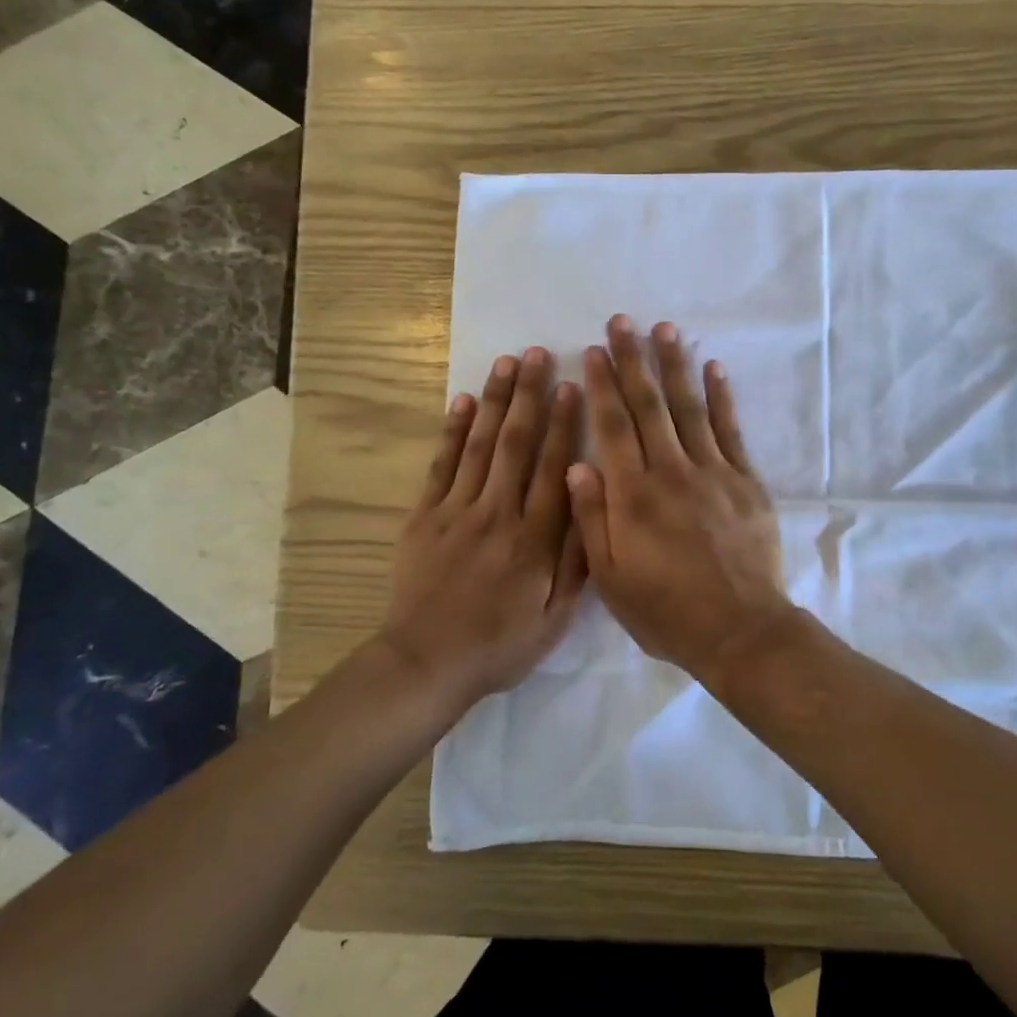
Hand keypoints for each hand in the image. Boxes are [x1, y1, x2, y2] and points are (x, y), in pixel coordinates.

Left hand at [382, 348, 587, 709]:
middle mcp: (498, 513)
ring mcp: (457, 511)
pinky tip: (463, 402)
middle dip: (529, 396)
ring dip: (496, 401)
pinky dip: (452, 432)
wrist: (427, 662)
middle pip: (517, 444)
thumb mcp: (556, 617)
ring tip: (506, 363)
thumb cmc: (501, 643)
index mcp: (535, 538)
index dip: (565, 425)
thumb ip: (577, 559)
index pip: (554, 468)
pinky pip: (441, 466)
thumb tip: (591, 502)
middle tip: (538, 354)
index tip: (573, 386)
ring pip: (481, 445)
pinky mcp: (424, 517)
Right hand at [567, 315, 792, 676]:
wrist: (740, 630)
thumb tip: (576, 465)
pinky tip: (713, 369)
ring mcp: (713, 472)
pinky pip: (731, 430)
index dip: (602, 386)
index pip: (613, 427)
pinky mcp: (745, 481)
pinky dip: (721, 397)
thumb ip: (592, 519)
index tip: (592, 352)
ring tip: (664, 330)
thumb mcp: (611, 578)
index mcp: (634, 496)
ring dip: (675, 366)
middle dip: (633, 361)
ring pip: (689, 408)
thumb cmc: (666, 611)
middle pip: (649, 406)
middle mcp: (671, 472)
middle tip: (622, 322)